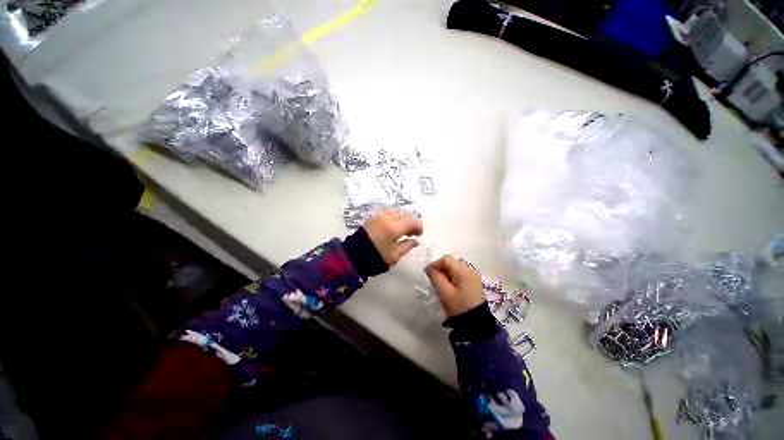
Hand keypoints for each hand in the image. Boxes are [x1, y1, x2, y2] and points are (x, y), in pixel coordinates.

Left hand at [363, 210, 423, 265]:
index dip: (418, 227)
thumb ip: (406, 246)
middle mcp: (387, 218)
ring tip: (400, 230)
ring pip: (395, 212)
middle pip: (404, 214)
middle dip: (410, 222)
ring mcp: (378, 216)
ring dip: (401, 219)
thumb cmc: (375, 258)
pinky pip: (387, 213)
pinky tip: (391, 227)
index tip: (419, 235)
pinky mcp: (372, 218)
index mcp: (394, 228)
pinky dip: (393, 218)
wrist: (352, 256)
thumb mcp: (394, 256)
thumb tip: (415, 241)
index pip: (412, 222)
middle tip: (410, 233)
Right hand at [426, 255, 482, 316]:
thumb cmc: (458, 306)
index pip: (446, 259)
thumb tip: (430, 268)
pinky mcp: (475, 282)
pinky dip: (453, 277)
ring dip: (446, 273)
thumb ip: (435, 277)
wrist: (476, 324)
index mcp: (463, 270)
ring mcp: (474, 276)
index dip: (435, 264)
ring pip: (456, 268)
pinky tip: (450, 288)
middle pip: (451, 262)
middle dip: (441, 269)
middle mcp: (470, 269)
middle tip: (435, 281)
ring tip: (442, 285)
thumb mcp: (444, 292)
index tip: (428, 274)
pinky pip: (461, 274)